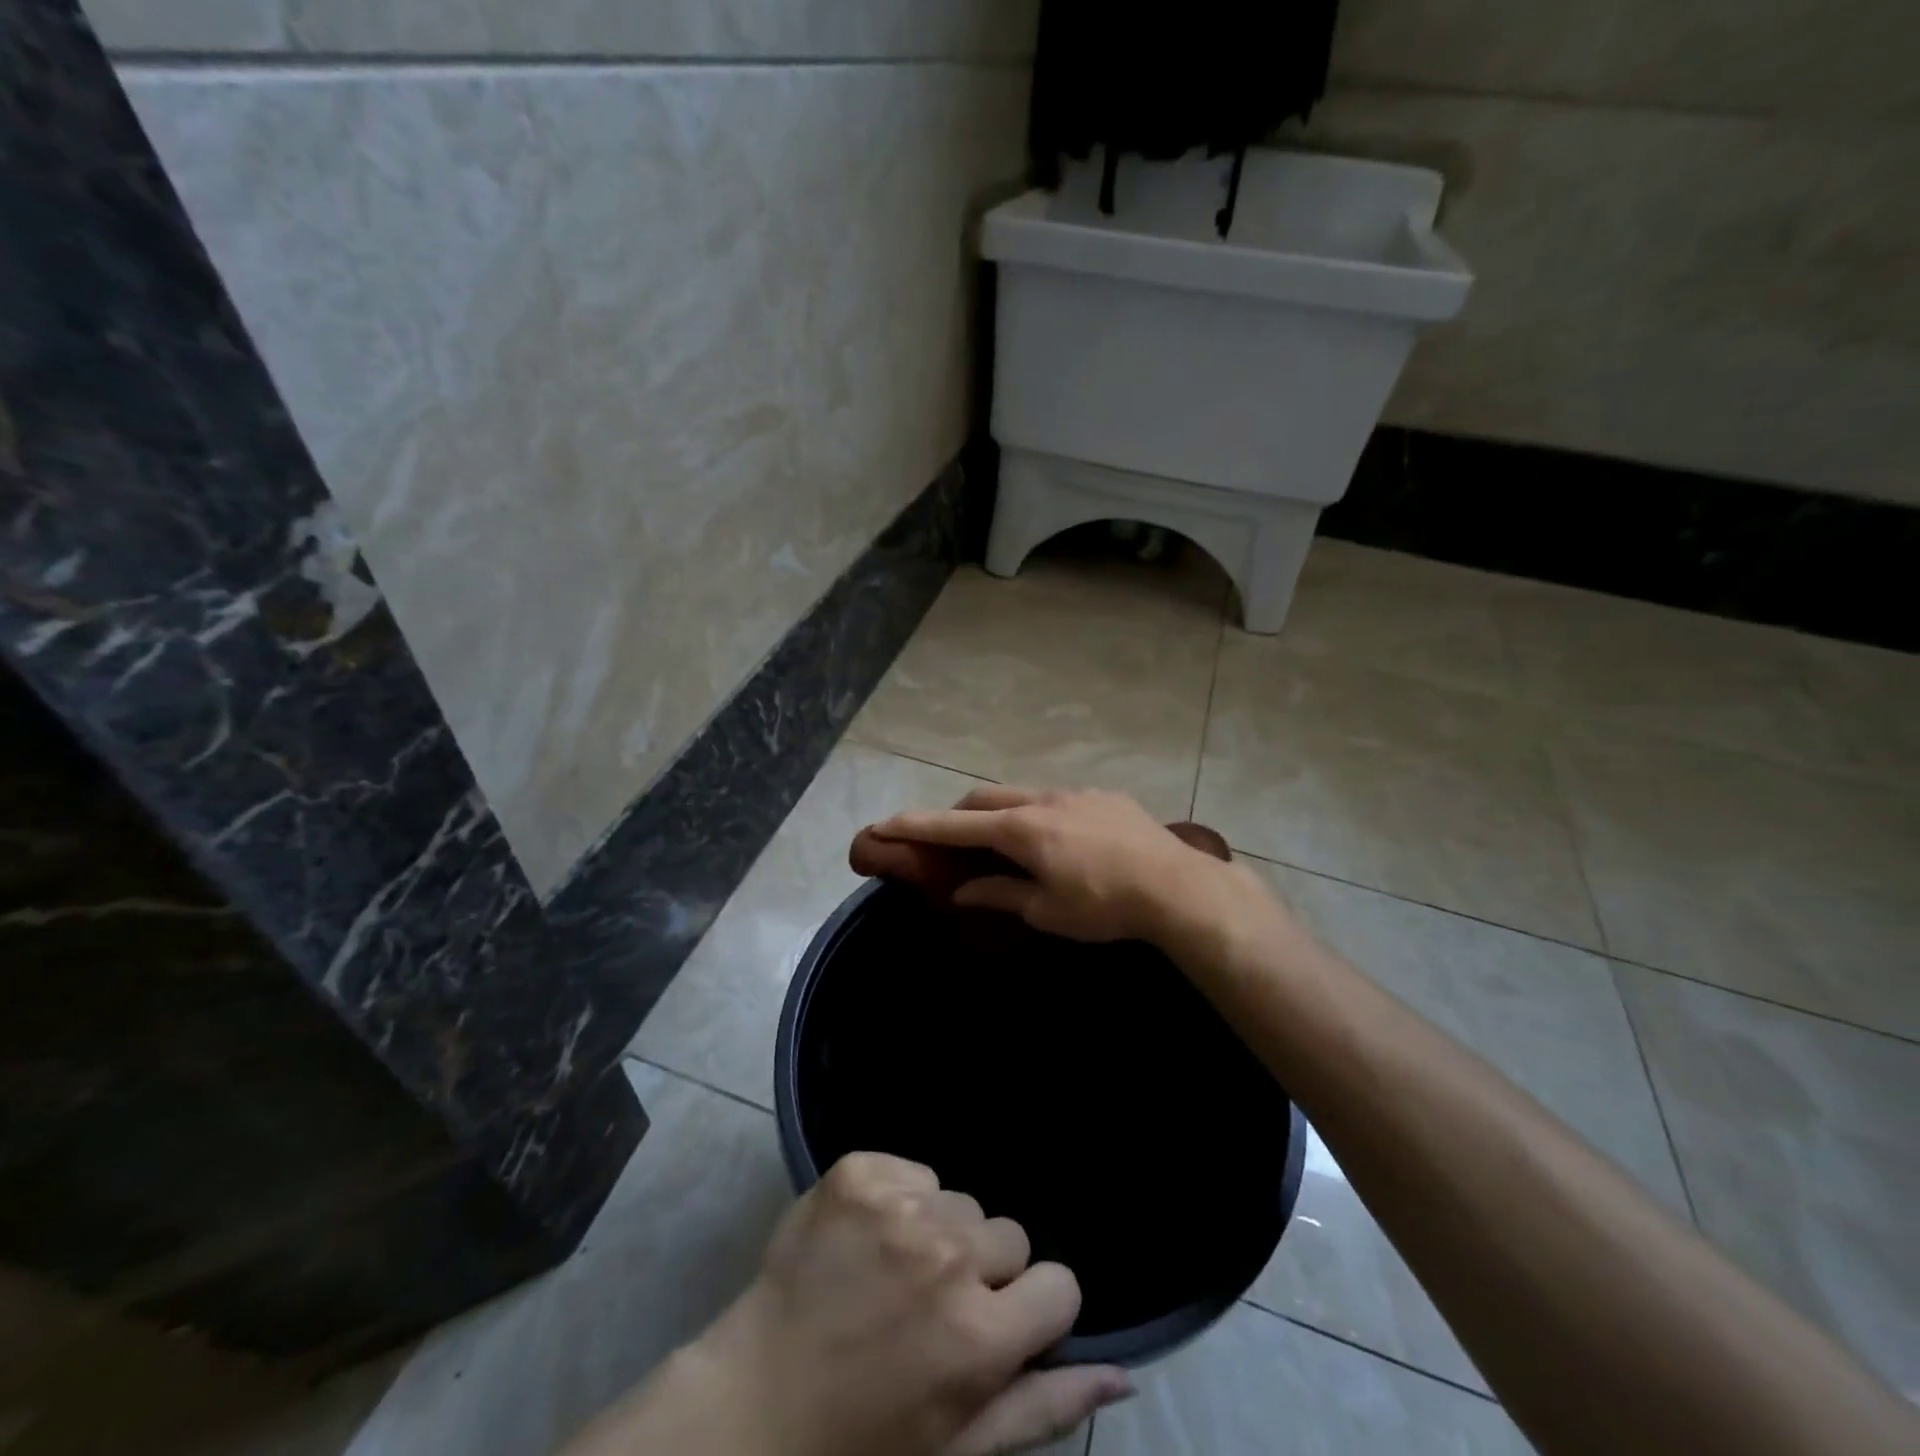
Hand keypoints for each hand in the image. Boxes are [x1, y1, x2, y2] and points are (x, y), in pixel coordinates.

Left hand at [609, 1153, 1130, 1455]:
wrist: (749, 1406)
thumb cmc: (861, 1442)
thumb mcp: (960, 1450)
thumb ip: (1045, 1407)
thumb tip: (1126, 1373)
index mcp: (979, 1337)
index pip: (1059, 1284)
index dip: (1032, 1308)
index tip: (999, 1325)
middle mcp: (946, 1258)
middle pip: (1007, 1233)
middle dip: (983, 1269)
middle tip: (931, 1307)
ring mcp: (897, 1205)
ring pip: (961, 1200)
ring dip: (941, 1231)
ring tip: (894, 1274)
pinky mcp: (858, 1170)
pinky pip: (914, 1169)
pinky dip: (900, 1198)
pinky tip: (867, 1240)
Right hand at [859, 786, 1254, 945]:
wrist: (1176, 887)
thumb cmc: (1103, 906)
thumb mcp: (1046, 910)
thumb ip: (1000, 894)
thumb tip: (963, 890)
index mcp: (1021, 830)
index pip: (955, 826)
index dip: (916, 826)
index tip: (883, 823)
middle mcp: (1042, 800)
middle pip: (984, 799)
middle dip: (957, 815)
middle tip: (948, 840)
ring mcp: (1075, 793)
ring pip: (1021, 794)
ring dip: (1000, 813)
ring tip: (1005, 842)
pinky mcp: (1104, 796)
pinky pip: (1056, 799)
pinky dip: (1037, 814)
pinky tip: (1058, 840)